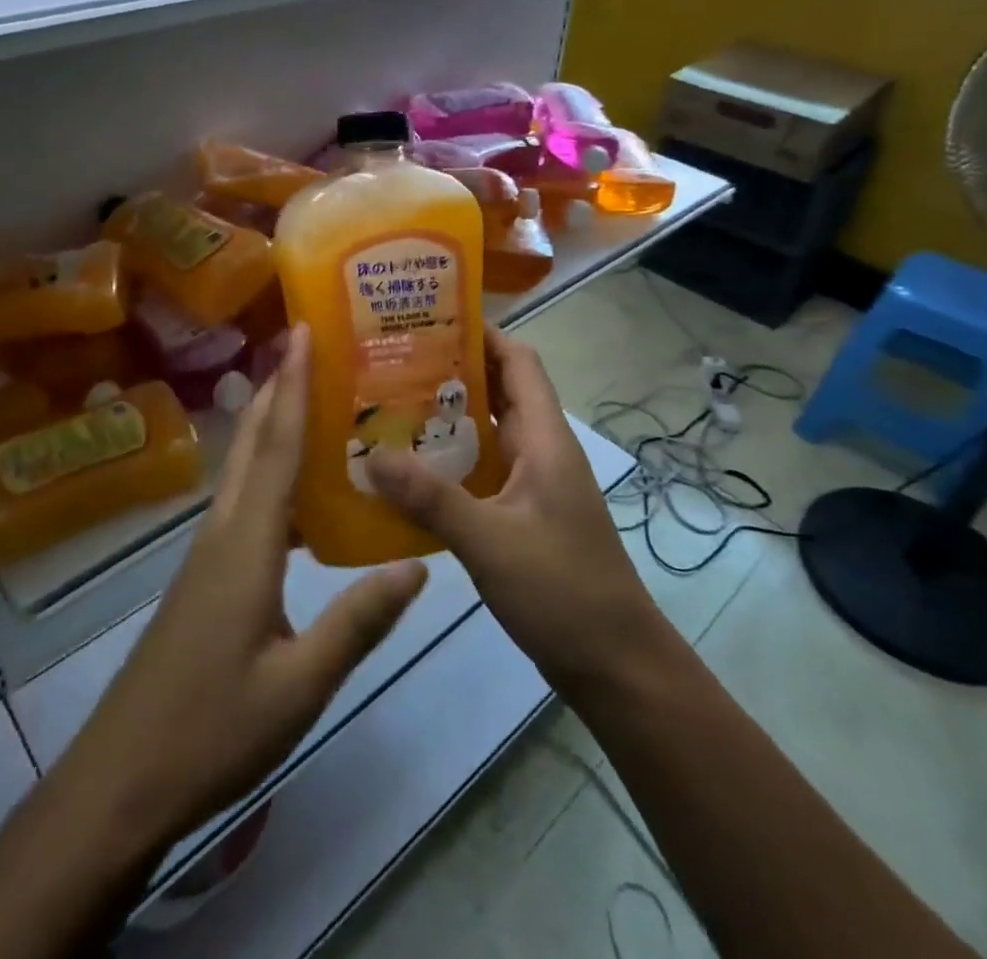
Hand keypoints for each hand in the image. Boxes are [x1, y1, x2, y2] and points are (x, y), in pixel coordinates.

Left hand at [53, 324, 428, 856]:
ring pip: (244, 469)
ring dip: (272, 426)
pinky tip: (300, 494)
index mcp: (247, 543)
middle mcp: (223, 531)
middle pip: (252, 442)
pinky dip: (270, 473)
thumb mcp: (301, 685)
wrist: (120, 781)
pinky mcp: (204, 576)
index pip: (276, 445)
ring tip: (316, 402)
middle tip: (310, 345)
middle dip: (277, 387)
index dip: (292, 385)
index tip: (303, 332)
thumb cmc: (211, 730)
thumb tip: (418, 564)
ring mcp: (208, 553)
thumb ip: (359, 621)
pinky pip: (243, 502)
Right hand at [367, 326, 663, 693]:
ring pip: (488, 432)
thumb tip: (372, 454)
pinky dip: (451, 462)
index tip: (429, 320)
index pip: (519, 361)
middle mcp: (541, 450)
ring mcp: (534, 484)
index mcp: (544, 438)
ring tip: (389, 408)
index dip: (482, 334)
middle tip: (392, 362)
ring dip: (448, 418)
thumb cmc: (562, 590)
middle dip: (452, 371)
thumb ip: (430, 498)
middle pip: (499, 390)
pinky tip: (410, 473)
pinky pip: (483, 471)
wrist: (615, 665)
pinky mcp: (524, 515)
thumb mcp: (489, 541)